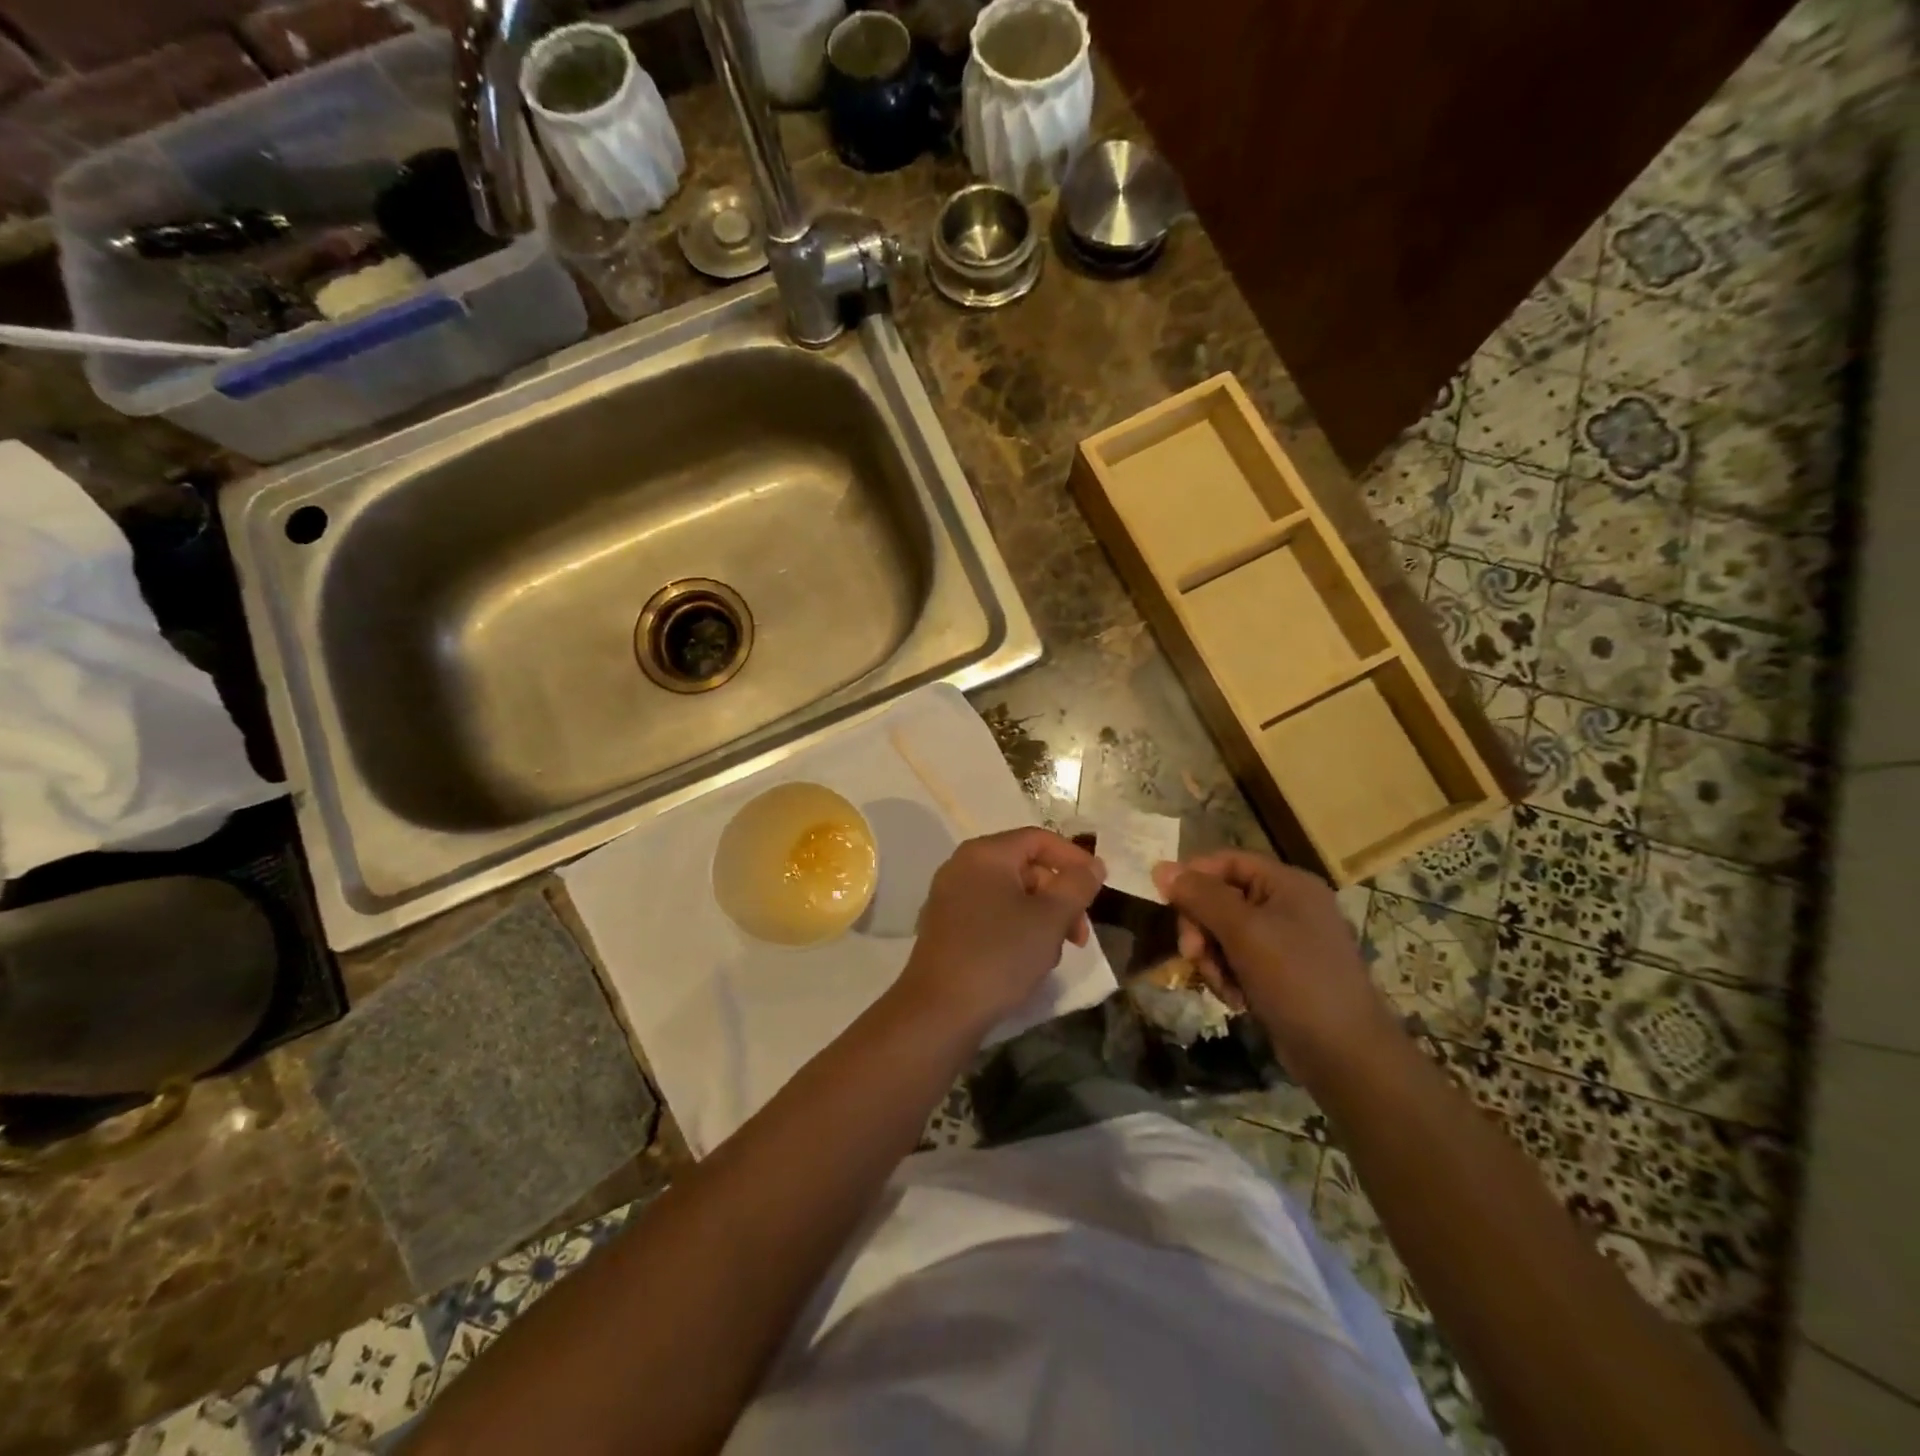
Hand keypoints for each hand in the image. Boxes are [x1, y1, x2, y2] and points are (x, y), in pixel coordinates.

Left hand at [897, 828, 1105, 1034]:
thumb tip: (1094, 864)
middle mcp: (962, 865)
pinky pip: (989, 913)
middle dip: (1059, 897)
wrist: (940, 1010)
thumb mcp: (1050, 918)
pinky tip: (1025, 960)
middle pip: (1025, 867)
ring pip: (1009, 894)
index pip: (1039, 839)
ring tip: (1051, 954)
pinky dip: (1014, 928)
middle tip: (1079, 935)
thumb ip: (1077, 885)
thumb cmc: (1000, 955)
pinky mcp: (944, 925)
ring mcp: (949, 896)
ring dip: (1040, 917)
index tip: (1097, 888)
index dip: (1074, 859)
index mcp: (985, 853)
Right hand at [1150, 850, 1396, 1072]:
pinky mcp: (1282, 973)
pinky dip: (1229, 977)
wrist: (1346, 1056)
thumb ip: (1201, 896)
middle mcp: (1288, 905)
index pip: (1226, 861)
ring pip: (1224, 933)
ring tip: (1223, 986)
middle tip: (1192, 955)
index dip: (1194, 877)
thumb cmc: (1296, 981)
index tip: (1167, 904)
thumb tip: (1160, 867)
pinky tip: (1237, 1000)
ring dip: (1212, 958)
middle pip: (1221, 898)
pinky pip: (1238, 960)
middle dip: (1201, 927)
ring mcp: (1287, 941)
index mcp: (1288, 883)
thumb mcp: (1243, 931)